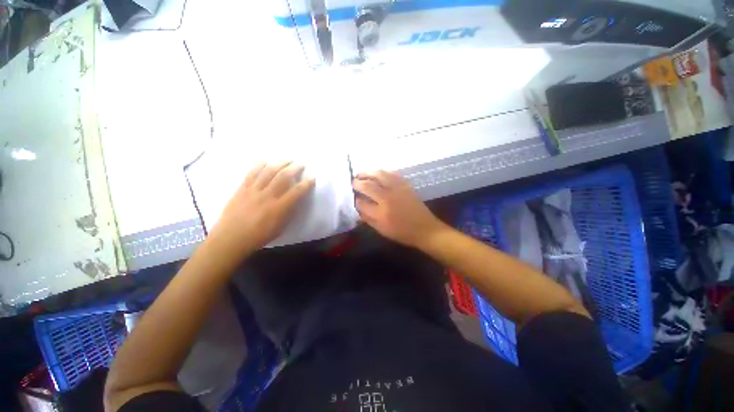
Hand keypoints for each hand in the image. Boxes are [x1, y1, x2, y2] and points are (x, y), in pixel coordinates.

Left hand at [208, 162, 314, 254]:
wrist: (231, 238)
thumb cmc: (259, 236)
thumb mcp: (280, 227)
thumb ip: (288, 212)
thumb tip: (294, 201)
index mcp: (279, 208)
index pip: (296, 192)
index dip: (306, 184)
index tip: (312, 178)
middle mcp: (267, 196)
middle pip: (283, 177)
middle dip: (294, 168)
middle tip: (301, 164)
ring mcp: (253, 191)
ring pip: (268, 172)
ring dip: (279, 164)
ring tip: (287, 160)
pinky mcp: (242, 189)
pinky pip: (251, 174)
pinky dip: (259, 166)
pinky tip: (265, 161)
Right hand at [353, 170, 446, 247]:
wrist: (425, 229)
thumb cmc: (402, 233)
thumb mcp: (382, 230)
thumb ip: (368, 218)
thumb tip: (358, 207)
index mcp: (381, 213)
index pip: (362, 203)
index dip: (355, 199)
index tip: (353, 197)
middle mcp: (388, 198)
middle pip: (368, 185)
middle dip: (358, 182)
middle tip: (353, 181)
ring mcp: (397, 189)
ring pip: (379, 175)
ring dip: (368, 172)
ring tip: (361, 174)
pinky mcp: (405, 185)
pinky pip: (391, 173)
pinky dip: (382, 172)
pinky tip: (377, 174)